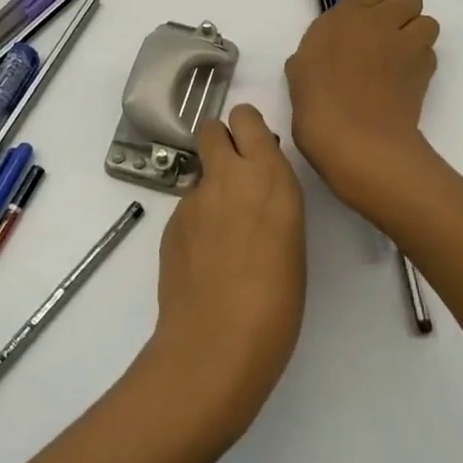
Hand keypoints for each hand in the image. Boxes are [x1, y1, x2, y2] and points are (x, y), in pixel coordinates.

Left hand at [140, 105, 305, 451]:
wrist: (217, 344)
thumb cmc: (277, 299)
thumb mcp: (292, 239)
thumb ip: (272, 201)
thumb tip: (257, 191)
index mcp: (268, 176)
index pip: (247, 118)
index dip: (247, 127)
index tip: (256, 146)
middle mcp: (227, 176)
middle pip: (212, 129)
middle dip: (222, 141)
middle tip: (236, 175)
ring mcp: (193, 199)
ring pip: (200, 173)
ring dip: (212, 188)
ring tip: (225, 235)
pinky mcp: (170, 224)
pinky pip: (187, 208)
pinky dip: (197, 222)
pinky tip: (206, 259)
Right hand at [284, 0, 440, 211]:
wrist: (356, 139)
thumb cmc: (317, 105)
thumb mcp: (300, 71)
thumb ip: (316, 52)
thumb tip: (327, 56)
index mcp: (344, 16)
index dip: (374, 3)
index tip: (363, 24)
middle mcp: (379, 21)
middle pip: (409, 0)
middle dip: (402, 15)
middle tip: (386, 41)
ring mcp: (406, 44)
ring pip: (427, 22)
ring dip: (417, 35)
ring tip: (401, 59)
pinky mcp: (425, 69)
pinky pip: (430, 53)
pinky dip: (422, 61)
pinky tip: (405, 81)